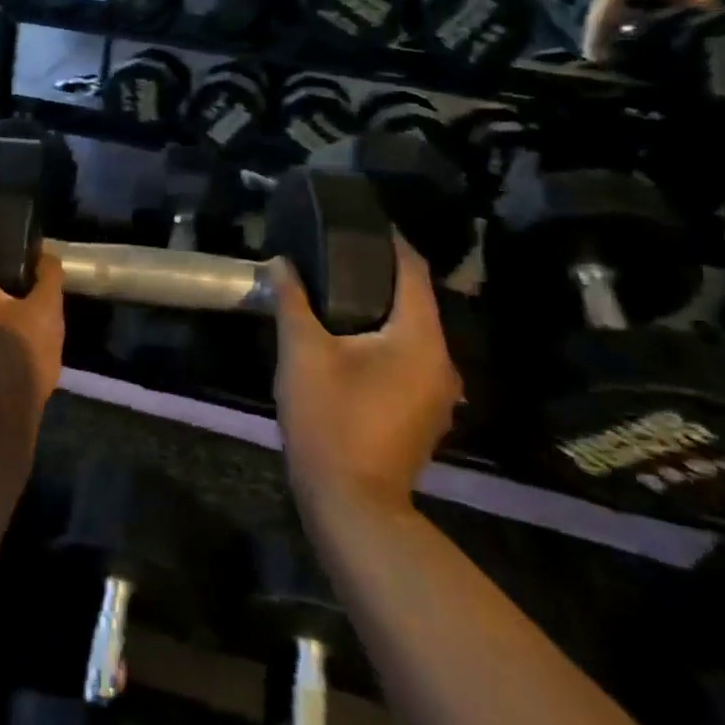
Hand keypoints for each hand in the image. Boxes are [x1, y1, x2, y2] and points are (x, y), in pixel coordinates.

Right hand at [271, 237, 461, 512]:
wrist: (352, 503)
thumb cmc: (330, 419)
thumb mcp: (302, 353)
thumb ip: (292, 301)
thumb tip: (282, 264)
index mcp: (420, 338)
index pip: (413, 271)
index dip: (390, 241)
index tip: (362, 222)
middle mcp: (441, 361)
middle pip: (416, 301)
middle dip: (380, 275)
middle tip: (338, 255)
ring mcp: (437, 393)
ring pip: (412, 333)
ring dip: (381, 310)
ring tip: (339, 293)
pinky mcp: (423, 414)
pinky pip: (409, 359)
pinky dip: (385, 340)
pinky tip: (351, 340)